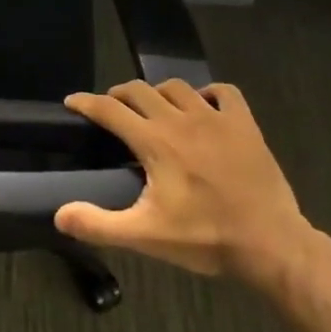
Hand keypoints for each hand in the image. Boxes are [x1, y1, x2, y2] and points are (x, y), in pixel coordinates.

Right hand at [57, 79, 317, 287]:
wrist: (271, 244)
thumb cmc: (206, 238)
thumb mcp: (146, 236)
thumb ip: (99, 224)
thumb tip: (60, 215)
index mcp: (154, 142)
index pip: (110, 109)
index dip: (86, 103)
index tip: (72, 101)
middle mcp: (181, 120)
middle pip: (140, 90)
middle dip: (119, 95)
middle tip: (112, 109)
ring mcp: (216, 119)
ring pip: (177, 87)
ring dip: (158, 93)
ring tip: (152, 108)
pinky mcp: (244, 125)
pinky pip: (223, 92)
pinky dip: (208, 93)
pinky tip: (203, 106)